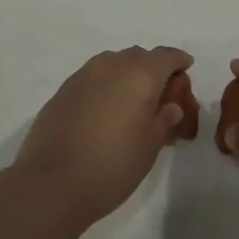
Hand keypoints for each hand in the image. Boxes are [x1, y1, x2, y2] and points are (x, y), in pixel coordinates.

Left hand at [10, 46, 193, 227]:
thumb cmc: (112, 166)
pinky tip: (104, 111)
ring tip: (131, 104)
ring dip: (127, 75)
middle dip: (153, 69)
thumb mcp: (150, 147)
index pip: (166, 56)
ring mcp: (84, 74)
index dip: (178, 61)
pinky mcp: (64, 89)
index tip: (186, 69)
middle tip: (159, 96)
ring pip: (114, 63)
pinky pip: (94, 77)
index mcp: (140, 75)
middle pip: (140, 56)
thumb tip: (171, 106)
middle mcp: (113, 65)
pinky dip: (105, 86)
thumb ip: (164, 120)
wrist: (52, 183)